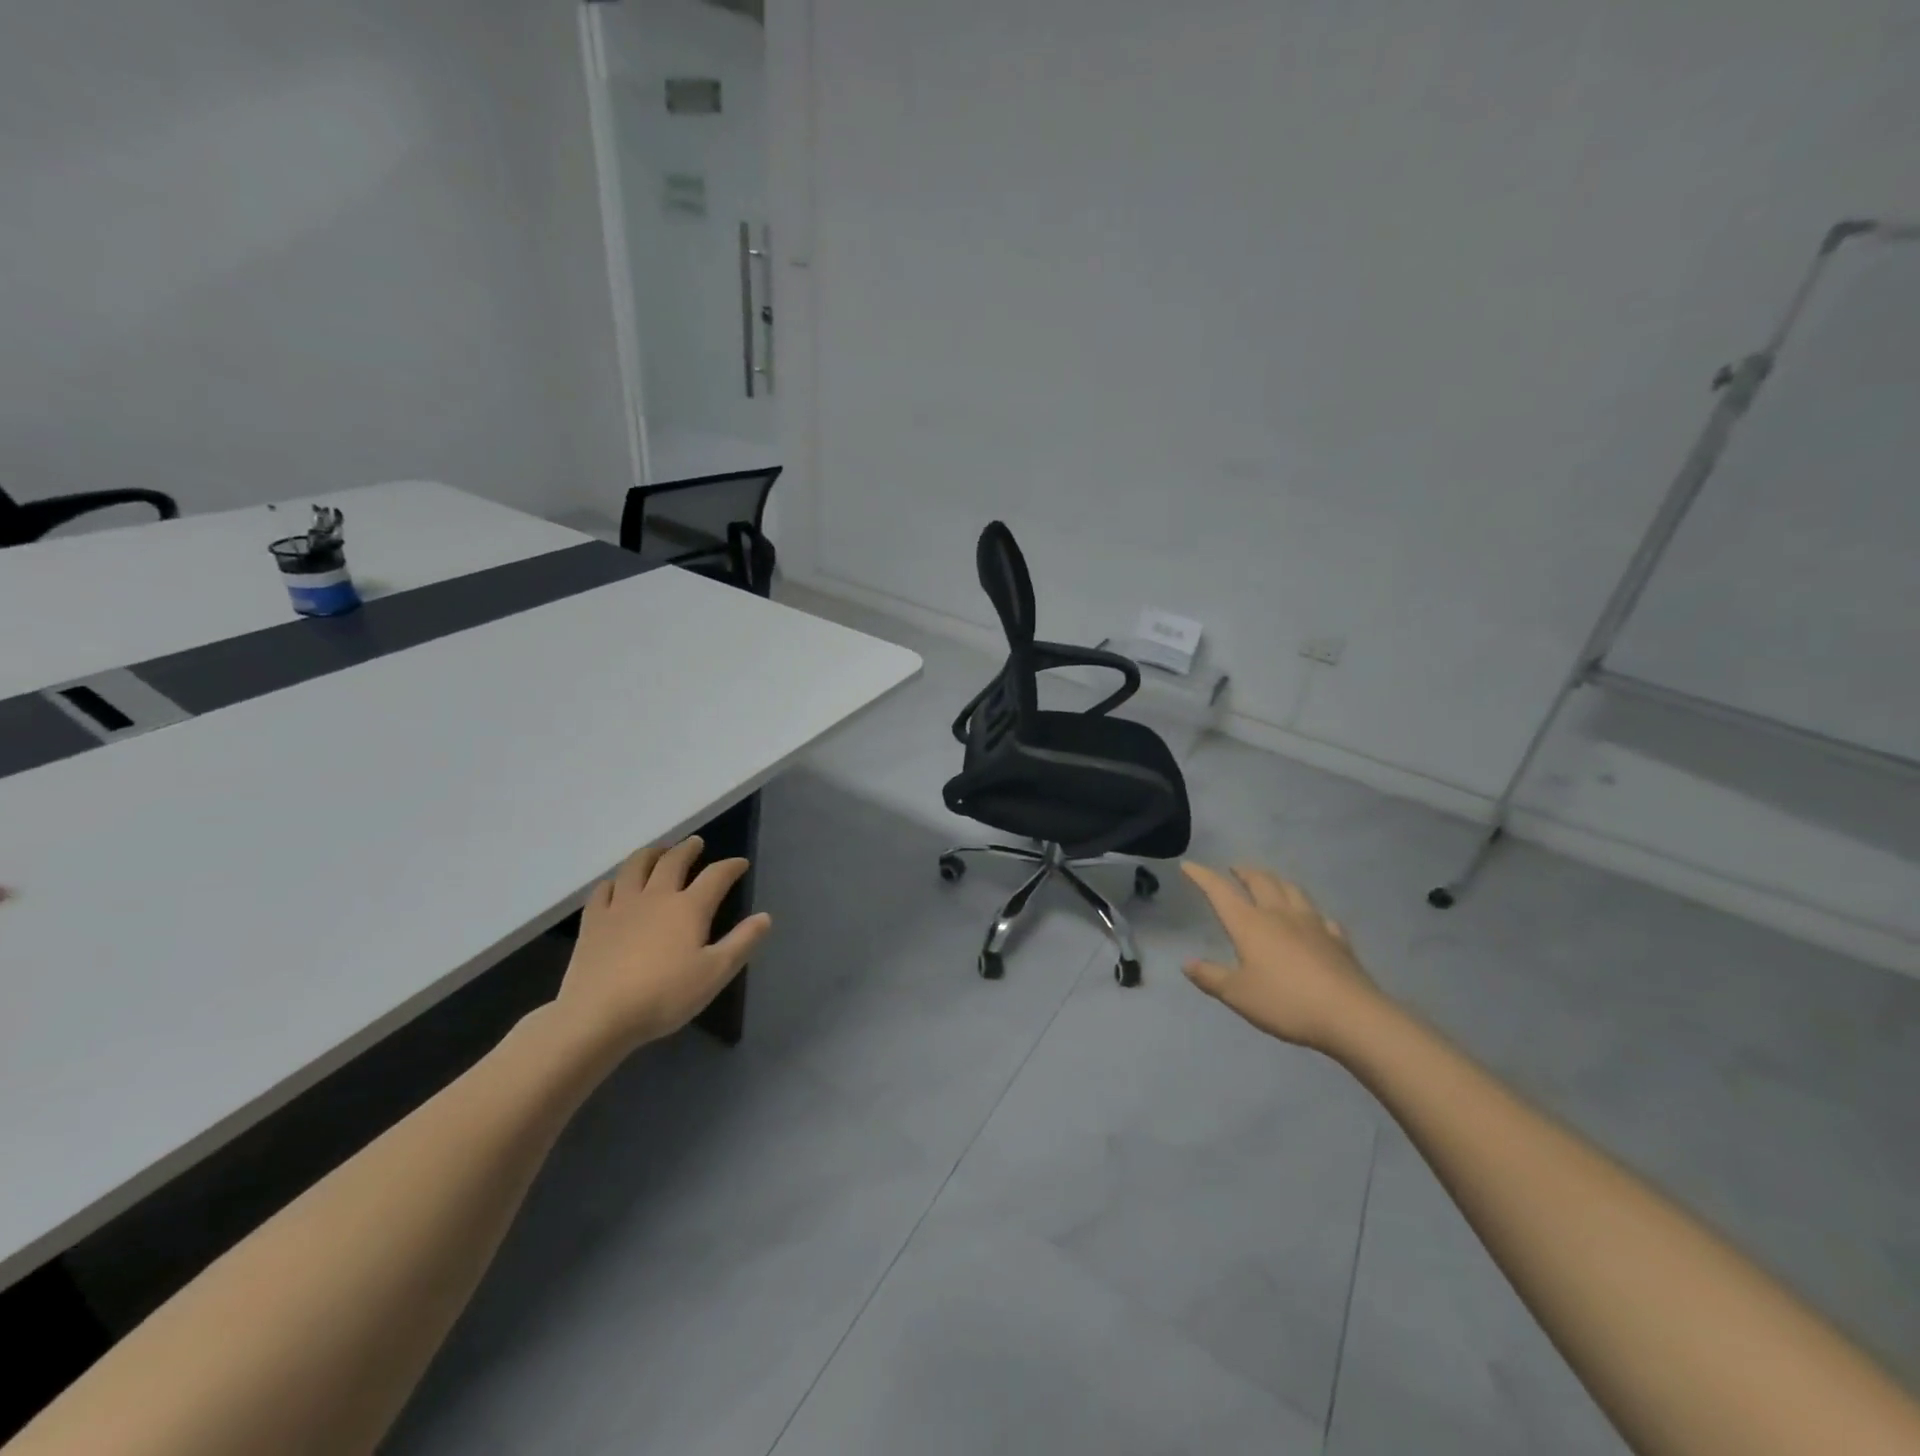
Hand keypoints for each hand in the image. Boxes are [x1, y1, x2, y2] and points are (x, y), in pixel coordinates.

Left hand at [552, 836, 772, 1059]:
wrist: (598, 1015)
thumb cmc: (664, 996)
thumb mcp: (715, 973)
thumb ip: (742, 942)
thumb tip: (765, 917)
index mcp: (689, 907)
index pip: (716, 876)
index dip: (730, 866)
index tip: (740, 863)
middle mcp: (656, 896)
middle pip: (673, 861)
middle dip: (688, 849)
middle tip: (695, 843)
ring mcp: (620, 906)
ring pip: (635, 866)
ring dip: (651, 854)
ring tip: (658, 852)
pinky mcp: (593, 921)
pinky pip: (603, 890)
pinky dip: (614, 881)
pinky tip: (616, 885)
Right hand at [1181, 861, 1385, 1052]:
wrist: (1351, 1016)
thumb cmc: (1286, 1002)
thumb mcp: (1238, 995)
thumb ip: (1211, 977)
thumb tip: (1187, 963)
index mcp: (1250, 924)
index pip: (1220, 891)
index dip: (1203, 876)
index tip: (1189, 865)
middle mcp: (1279, 915)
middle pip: (1261, 882)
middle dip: (1244, 872)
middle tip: (1235, 869)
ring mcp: (1313, 925)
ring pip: (1292, 891)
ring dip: (1276, 881)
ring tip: (1270, 881)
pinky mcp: (1338, 940)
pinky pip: (1322, 918)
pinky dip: (1311, 913)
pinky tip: (1314, 920)